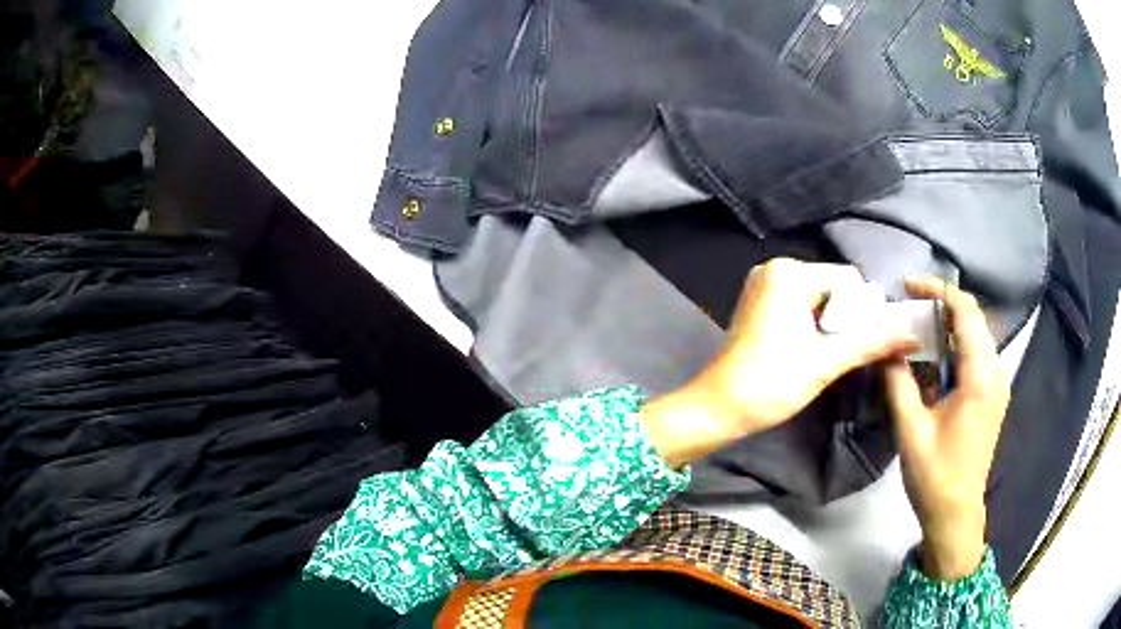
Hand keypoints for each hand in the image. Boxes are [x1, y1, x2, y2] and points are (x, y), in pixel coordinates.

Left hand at [641, 258, 916, 467]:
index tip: (868, 342)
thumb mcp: (827, 361)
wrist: (718, 408)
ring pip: (818, 298)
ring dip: (833, 324)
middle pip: (833, 287)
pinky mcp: (758, 305)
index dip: (865, 310)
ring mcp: (763, 286)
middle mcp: (775, 269)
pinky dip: (814, 325)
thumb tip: (911, 334)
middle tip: (851, 352)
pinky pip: (799, 306)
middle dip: (848, 317)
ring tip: (833, 355)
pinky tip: (814, 350)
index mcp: (790, 272)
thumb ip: (871, 343)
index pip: (847, 279)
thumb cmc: (772, 382)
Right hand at [884, 278, 1010, 579]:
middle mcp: (995, 371)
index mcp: (980, 376)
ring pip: (974, 336)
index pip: (965, 311)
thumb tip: (884, 345)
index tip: (907, 287)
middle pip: (972, 319)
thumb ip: (898, 381)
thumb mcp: (911, 429)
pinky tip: (933, 362)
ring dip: (946, 327)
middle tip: (907, 310)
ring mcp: (997, 383)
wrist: (956, 514)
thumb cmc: (935, 475)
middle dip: (940, 306)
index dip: (937, 289)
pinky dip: (954, 348)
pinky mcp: (993, 395)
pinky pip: (976, 355)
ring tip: (916, 332)